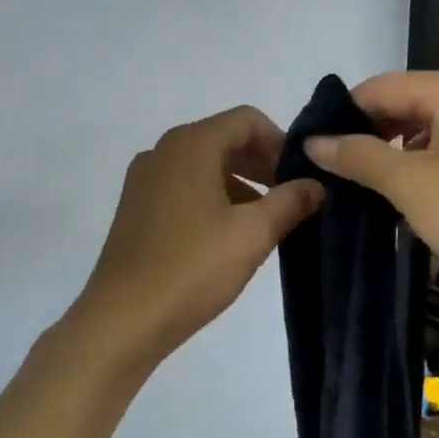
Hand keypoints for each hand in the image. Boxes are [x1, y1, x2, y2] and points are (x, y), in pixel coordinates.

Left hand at [68, 106, 324, 373]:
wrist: (123, 317)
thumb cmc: (193, 267)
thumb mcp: (253, 234)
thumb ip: (290, 202)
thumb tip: (315, 185)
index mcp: (191, 145)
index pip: (246, 120)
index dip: (280, 142)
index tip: (301, 176)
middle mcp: (162, 151)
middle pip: (223, 139)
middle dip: (260, 164)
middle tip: (289, 198)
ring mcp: (143, 179)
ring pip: (202, 165)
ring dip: (238, 183)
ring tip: (263, 222)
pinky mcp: (134, 207)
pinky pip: (181, 186)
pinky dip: (210, 198)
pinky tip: (226, 236)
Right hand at [303, 66, 438, 331]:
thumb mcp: (411, 186)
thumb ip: (358, 156)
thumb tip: (313, 141)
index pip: (380, 87)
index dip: (342, 118)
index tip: (315, 153)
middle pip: (408, 104)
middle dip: (372, 138)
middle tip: (341, 178)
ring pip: (433, 129)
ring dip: (400, 156)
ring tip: (375, 193)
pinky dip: (432, 167)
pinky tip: (419, 200)